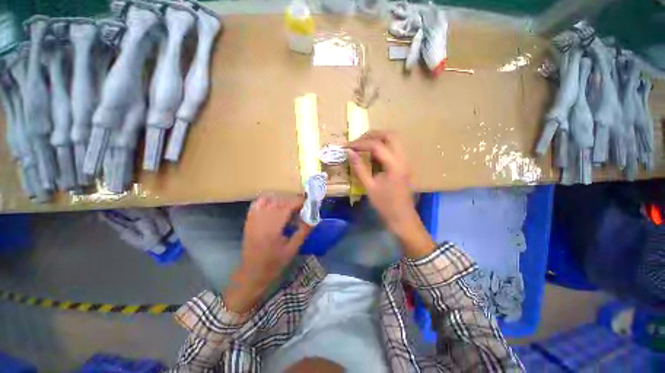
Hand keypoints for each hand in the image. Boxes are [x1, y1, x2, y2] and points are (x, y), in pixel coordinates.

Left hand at [224, 194, 310, 313]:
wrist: (252, 273)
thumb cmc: (274, 263)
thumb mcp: (292, 249)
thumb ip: (303, 232)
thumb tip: (314, 218)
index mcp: (273, 228)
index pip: (287, 206)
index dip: (298, 202)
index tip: (308, 203)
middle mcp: (262, 220)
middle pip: (279, 201)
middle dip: (292, 201)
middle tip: (302, 207)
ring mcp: (254, 219)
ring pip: (269, 200)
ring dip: (282, 200)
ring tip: (290, 206)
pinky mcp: (249, 220)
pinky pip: (258, 203)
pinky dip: (267, 199)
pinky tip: (275, 204)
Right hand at [347, 131, 434, 258]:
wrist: (402, 218)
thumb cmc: (385, 205)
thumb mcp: (369, 187)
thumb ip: (359, 168)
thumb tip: (350, 153)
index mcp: (394, 165)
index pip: (376, 145)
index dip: (360, 143)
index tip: (347, 146)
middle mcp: (403, 158)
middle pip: (389, 135)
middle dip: (371, 135)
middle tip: (356, 141)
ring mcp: (406, 160)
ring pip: (394, 139)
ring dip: (378, 138)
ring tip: (362, 144)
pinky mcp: (404, 164)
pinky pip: (394, 147)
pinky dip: (383, 145)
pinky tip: (372, 153)